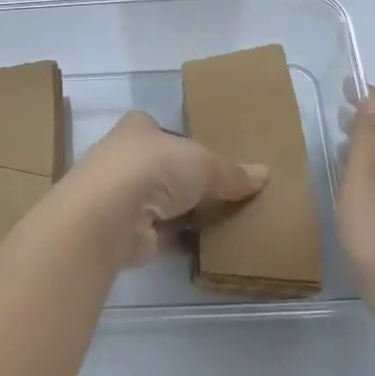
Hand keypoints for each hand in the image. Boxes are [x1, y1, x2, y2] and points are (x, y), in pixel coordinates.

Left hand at [58, 111, 268, 269]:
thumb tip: (265, 174)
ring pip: (162, 202)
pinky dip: (180, 240)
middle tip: (225, 192)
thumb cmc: (153, 168)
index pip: (161, 129)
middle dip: (187, 181)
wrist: (109, 215)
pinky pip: (161, 234)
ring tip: (224, 221)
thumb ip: (231, 172)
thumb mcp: (202, 163)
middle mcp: (125, 157)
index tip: (209, 155)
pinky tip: (207, 247)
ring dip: (184, 213)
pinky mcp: (125, 232)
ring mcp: (122, 197)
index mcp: (137, 128)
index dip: (182, 140)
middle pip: (163, 168)